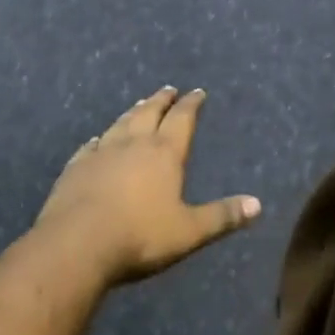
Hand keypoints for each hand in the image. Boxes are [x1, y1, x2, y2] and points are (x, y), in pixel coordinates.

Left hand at [34, 87, 260, 285]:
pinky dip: (99, 139)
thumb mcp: (189, 231)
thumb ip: (222, 216)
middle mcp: (134, 143)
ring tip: (140, 104)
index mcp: (164, 153)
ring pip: (121, 123)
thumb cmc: (140, 236)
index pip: (182, 119)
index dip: (191, 104)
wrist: (76, 245)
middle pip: (150, 112)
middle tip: (169, 89)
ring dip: (133, 112)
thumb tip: (258, 205)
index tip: (198, 91)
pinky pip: (91, 145)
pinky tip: (97, 138)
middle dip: (162, 100)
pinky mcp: (76, 167)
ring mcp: (102, 152)